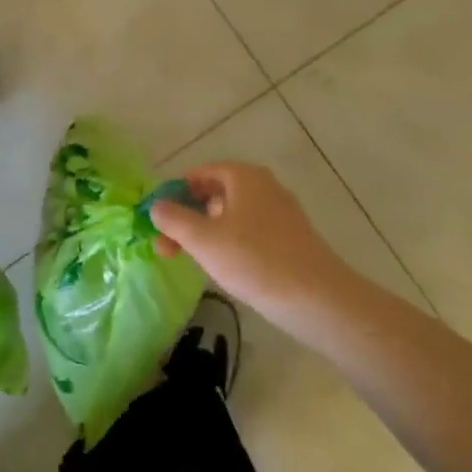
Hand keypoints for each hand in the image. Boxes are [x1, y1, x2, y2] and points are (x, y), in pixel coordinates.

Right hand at [151, 163, 353, 341]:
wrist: (316, 298)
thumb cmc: (254, 260)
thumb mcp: (203, 239)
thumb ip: (174, 219)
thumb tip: (156, 206)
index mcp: (243, 176)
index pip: (199, 174)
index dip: (174, 193)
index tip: (156, 218)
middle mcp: (263, 186)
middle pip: (214, 194)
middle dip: (186, 217)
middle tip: (164, 246)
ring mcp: (279, 213)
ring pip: (230, 215)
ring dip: (204, 233)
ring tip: (187, 259)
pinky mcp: (289, 238)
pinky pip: (248, 232)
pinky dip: (228, 243)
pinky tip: (221, 267)